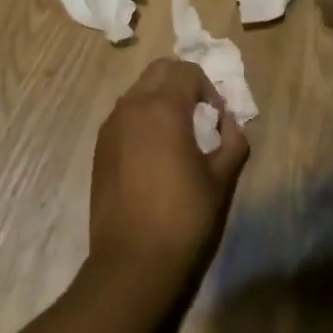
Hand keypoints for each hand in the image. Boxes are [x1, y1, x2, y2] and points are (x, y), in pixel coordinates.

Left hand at [89, 59, 249, 287]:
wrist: (133, 261)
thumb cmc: (184, 217)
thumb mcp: (220, 179)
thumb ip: (232, 141)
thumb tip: (230, 123)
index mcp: (163, 107)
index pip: (187, 71)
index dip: (208, 88)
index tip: (217, 117)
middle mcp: (132, 106)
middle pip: (159, 71)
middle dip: (181, 83)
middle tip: (198, 115)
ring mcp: (111, 125)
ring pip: (138, 91)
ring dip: (159, 99)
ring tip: (176, 135)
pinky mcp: (100, 147)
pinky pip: (123, 115)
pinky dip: (141, 119)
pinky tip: (153, 154)